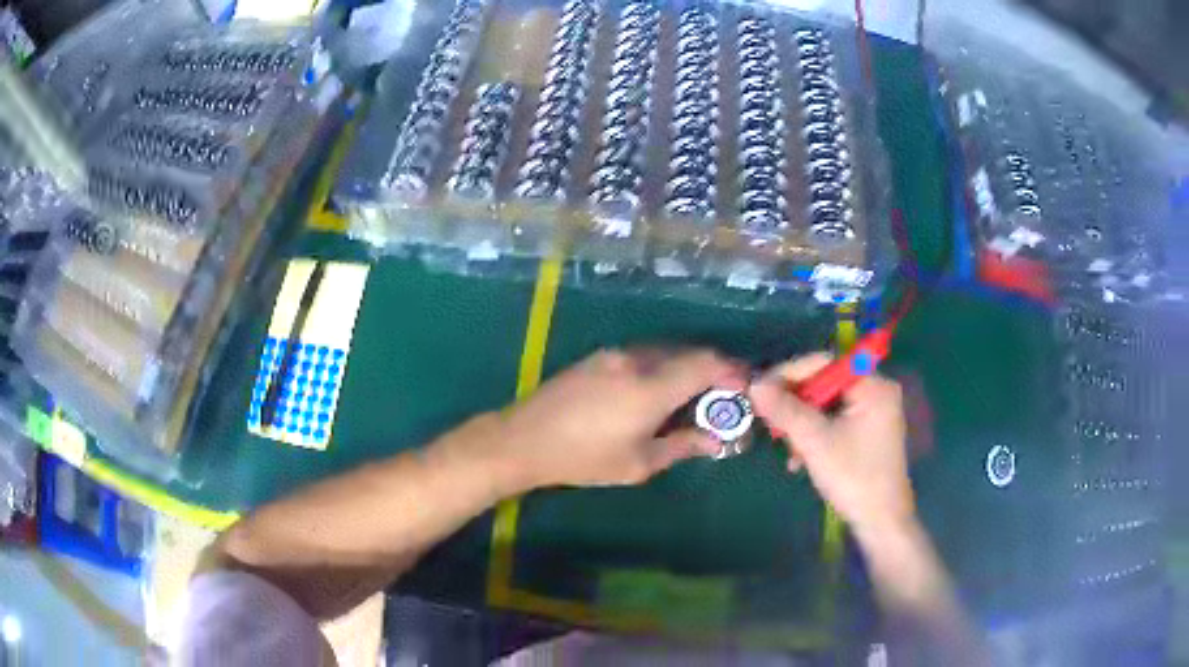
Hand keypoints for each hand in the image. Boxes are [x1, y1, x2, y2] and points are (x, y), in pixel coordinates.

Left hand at [493, 348, 745, 488]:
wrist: (524, 439)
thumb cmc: (584, 459)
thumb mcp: (638, 463)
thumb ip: (682, 446)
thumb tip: (714, 439)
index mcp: (651, 387)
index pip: (705, 364)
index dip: (731, 371)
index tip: (745, 387)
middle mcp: (637, 361)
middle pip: (688, 354)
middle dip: (712, 372)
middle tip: (721, 399)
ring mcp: (615, 355)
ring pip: (665, 353)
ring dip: (686, 369)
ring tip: (691, 399)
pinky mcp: (599, 358)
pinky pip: (643, 356)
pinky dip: (662, 369)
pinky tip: (657, 394)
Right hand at [748, 353, 914, 538]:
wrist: (880, 522)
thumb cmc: (853, 476)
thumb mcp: (815, 441)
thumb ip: (785, 410)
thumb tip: (754, 384)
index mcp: (873, 386)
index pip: (825, 363)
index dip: (790, 373)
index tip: (761, 390)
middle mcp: (876, 392)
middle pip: (825, 384)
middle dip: (795, 405)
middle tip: (770, 421)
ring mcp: (874, 413)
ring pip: (827, 406)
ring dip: (802, 424)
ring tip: (785, 447)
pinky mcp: (868, 433)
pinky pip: (834, 421)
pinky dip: (815, 435)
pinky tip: (799, 459)